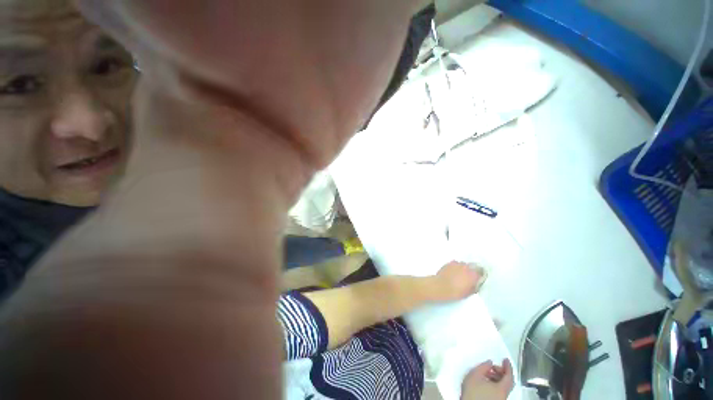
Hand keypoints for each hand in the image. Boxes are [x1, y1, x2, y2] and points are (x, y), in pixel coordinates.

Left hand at [432, 261, 485, 301]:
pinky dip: (456, 266)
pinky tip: (453, 271)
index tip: (478, 279)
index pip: (481, 273)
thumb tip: (475, 284)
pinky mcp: (450, 263)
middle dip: (472, 271)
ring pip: (464, 264)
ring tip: (460, 274)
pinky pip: (455, 263)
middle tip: (469, 276)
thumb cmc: (455, 292)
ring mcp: (458, 264)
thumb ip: (474, 287)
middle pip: (473, 267)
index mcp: (473, 275)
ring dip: (464, 268)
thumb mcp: (468, 293)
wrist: (441, 286)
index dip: (480, 276)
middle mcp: (467, 267)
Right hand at [461, 359, 513, 399]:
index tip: (506, 360)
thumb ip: (484, 366)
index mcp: (501, 389)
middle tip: (494, 366)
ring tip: (487, 373)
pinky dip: (495, 384)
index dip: (508, 367)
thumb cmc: (472, 391)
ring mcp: (499, 399)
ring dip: (497, 378)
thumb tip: (489, 363)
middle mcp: (503, 395)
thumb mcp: (475, 374)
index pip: (509, 377)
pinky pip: (499, 391)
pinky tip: (486, 381)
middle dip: (501, 372)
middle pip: (507, 382)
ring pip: (502, 387)